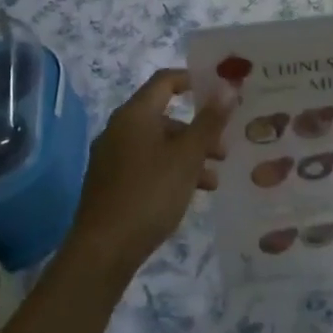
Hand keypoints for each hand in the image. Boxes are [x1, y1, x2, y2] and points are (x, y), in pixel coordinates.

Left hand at [69, 70, 231, 273]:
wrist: (103, 251)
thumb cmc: (150, 194)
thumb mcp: (187, 157)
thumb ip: (209, 121)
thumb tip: (229, 86)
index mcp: (134, 114)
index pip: (165, 81)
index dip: (194, 80)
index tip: (221, 93)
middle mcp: (119, 129)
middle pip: (164, 116)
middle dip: (198, 129)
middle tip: (224, 149)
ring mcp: (112, 157)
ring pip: (158, 144)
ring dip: (188, 155)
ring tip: (212, 180)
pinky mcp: (110, 183)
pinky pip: (146, 164)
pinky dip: (170, 171)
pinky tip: (188, 195)